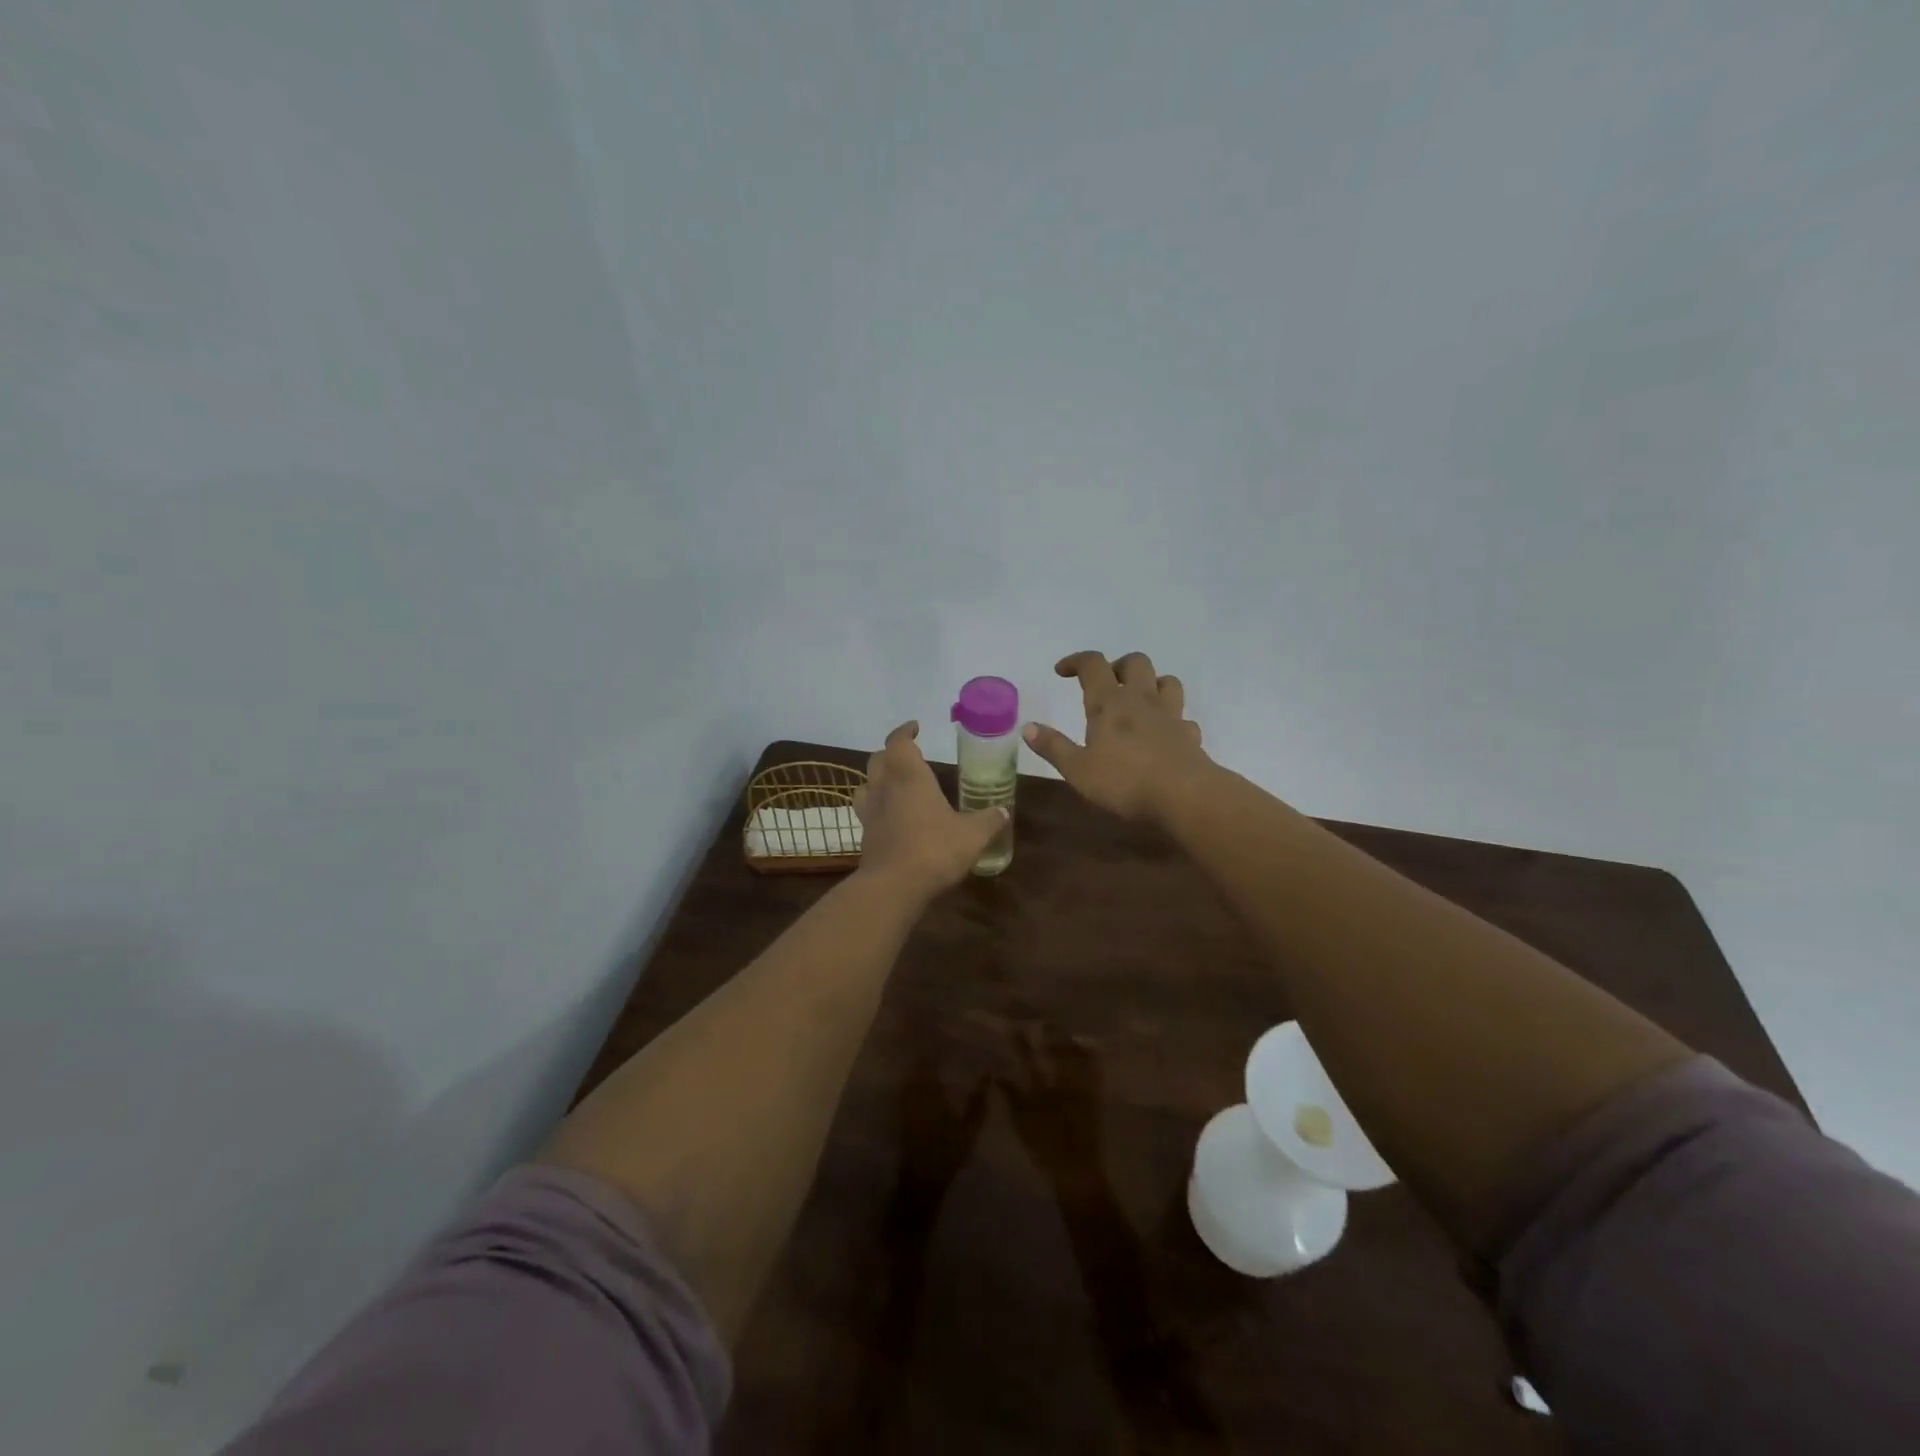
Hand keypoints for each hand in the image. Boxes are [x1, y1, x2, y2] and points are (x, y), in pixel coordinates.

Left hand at [853, 721, 1006, 898]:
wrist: (893, 887)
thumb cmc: (934, 850)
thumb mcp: (972, 835)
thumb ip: (988, 820)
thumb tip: (1003, 811)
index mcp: (909, 777)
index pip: (899, 743)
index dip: (905, 732)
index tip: (915, 728)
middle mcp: (885, 789)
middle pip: (878, 760)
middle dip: (891, 753)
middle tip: (908, 756)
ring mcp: (871, 814)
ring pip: (866, 785)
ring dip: (878, 780)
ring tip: (894, 784)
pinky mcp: (866, 838)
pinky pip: (868, 813)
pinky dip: (878, 808)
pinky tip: (893, 819)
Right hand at [1001, 1022, 1105, 1180]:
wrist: (1078, 1172)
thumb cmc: (1046, 1150)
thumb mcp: (1022, 1125)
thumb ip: (1011, 1098)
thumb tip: (998, 1075)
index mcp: (1042, 1091)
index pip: (1029, 1062)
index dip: (1021, 1045)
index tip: (1015, 1028)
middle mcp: (1063, 1086)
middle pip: (1056, 1056)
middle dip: (1051, 1037)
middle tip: (1046, 1021)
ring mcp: (1081, 1091)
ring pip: (1076, 1060)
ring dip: (1069, 1045)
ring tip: (1066, 1032)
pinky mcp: (1095, 1100)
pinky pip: (1094, 1074)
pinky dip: (1091, 1060)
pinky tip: (1090, 1051)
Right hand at [1023, 651, 1212, 822]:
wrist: (1184, 796)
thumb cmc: (1123, 781)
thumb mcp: (1077, 769)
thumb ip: (1053, 747)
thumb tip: (1027, 727)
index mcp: (1109, 703)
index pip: (1093, 664)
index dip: (1076, 661)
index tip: (1062, 671)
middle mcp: (1141, 700)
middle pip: (1135, 662)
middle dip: (1118, 665)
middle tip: (1105, 684)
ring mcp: (1170, 715)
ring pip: (1167, 681)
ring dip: (1152, 683)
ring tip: (1138, 701)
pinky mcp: (1189, 735)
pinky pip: (1183, 718)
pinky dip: (1172, 721)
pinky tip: (1164, 735)